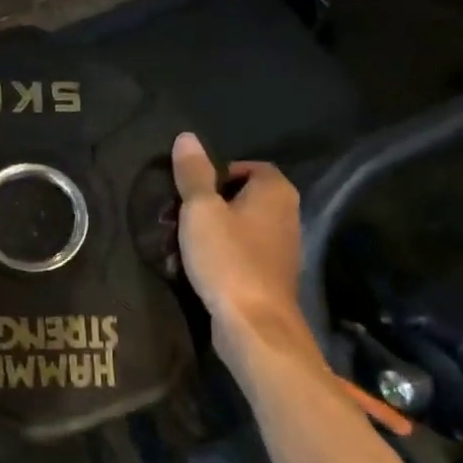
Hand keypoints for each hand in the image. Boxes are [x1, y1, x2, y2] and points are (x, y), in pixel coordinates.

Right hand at [170, 133, 322, 371]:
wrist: (254, 325)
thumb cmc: (228, 259)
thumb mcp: (201, 210)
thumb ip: (193, 173)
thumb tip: (187, 137)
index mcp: (275, 192)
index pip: (249, 166)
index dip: (217, 173)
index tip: (189, 189)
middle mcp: (286, 215)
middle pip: (241, 197)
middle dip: (207, 204)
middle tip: (177, 216)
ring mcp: (280, 249)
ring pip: (238, 227)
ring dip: (209, 232)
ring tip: (178, 244)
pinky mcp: (269, 277)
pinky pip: (240, 254)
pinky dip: (218, 255)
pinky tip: (194, 268)